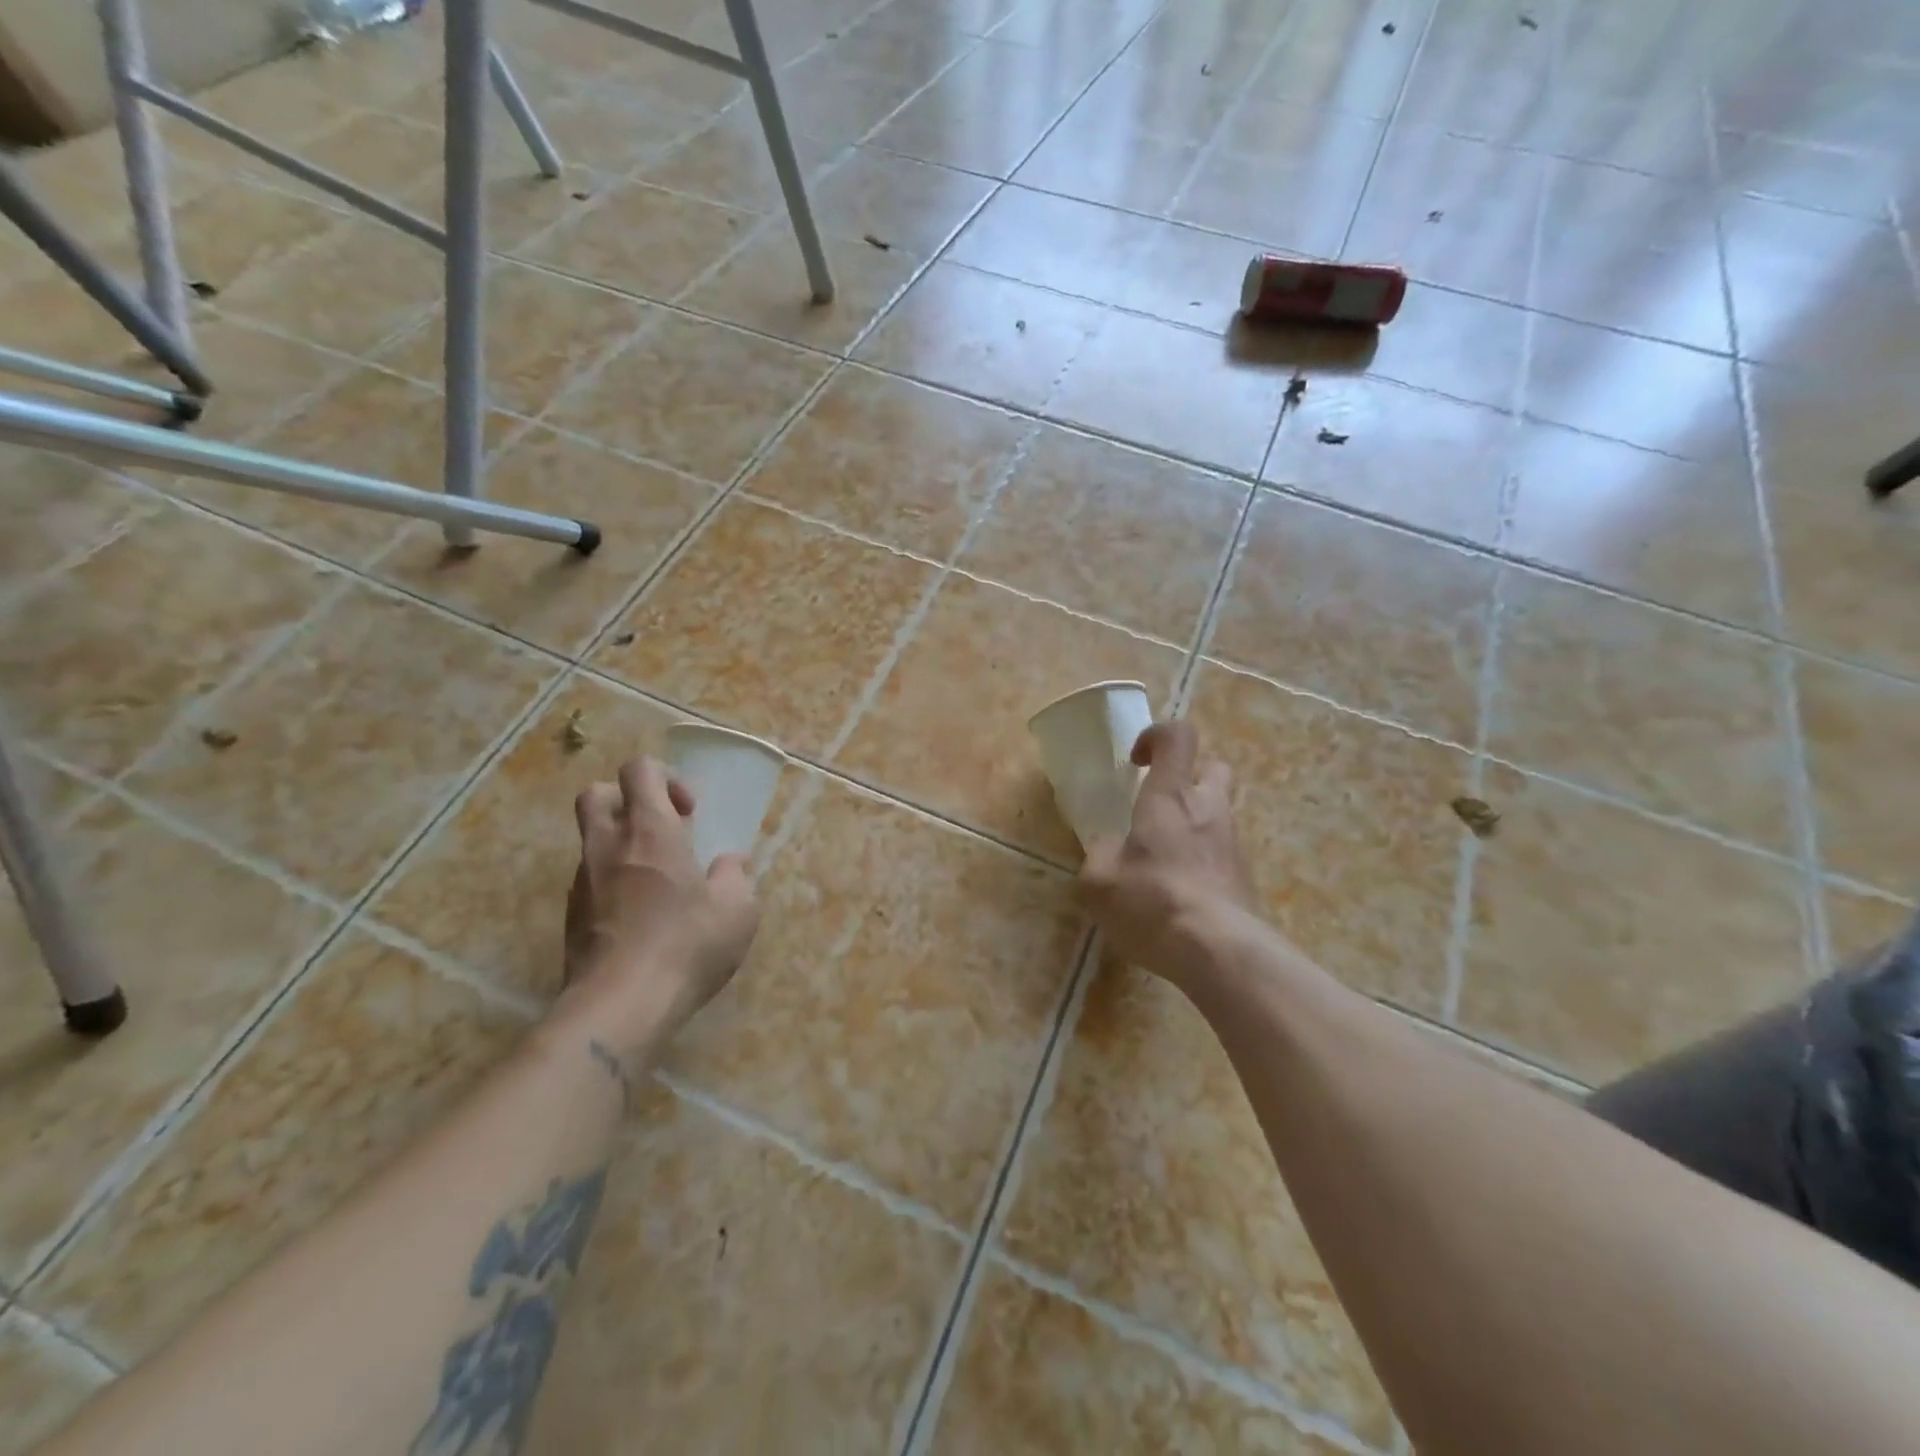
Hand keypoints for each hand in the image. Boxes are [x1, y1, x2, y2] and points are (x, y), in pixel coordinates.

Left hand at [557, 756, 758, 1054]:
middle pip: (597, 794)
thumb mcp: (737, 910)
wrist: (620, 1005)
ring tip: (658, 879)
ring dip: (622, 845)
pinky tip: (641, 915)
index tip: (690, 811)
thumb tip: (731, 862)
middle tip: (662, 829)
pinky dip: (613, 882)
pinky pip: (590, 880)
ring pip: (591, 840)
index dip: (666, 777)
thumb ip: (735, 877)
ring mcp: (583, 882)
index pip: (640, 770)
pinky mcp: (572, 917)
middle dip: (628, 800)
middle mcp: (608, 846)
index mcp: (650, 831)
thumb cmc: (687, 945)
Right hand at [1079, 721, 1259, 990]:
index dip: (1156, 736)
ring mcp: (1233, 843)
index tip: (1135, 762)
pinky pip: (1222, 852)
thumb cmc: (1152, 902)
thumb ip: (1099, 853)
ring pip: (1218, 813)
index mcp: (1170, 797)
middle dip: (1188, 777)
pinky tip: (1180, 893)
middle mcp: (1208, 809)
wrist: (1219, 951)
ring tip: (1162, 860)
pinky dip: (1202, 859)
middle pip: (1213, 768)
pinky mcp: (1245, 876)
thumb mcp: (1099, 880)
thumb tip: (1108, 845)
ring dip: (1194, 823)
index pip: (1178, 737)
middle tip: (1158, 806)